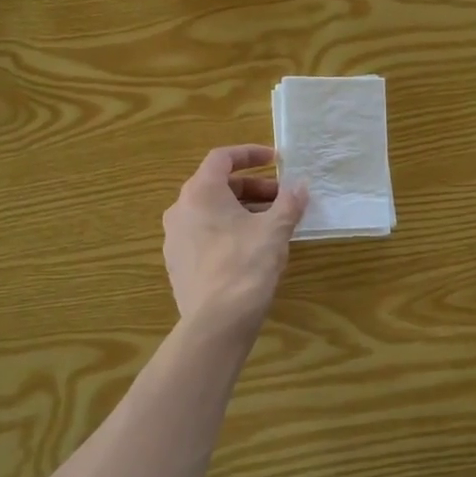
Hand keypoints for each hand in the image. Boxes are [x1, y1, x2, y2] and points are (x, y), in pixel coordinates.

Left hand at [163, 145, 307, 335]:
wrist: (216, 322)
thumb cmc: (246, 265)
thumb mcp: (275, 230)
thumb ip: (289, 203)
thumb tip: (300, 186)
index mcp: (200, 192)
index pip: (222, 158)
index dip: (250, 154)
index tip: (275, 160)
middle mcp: (180, 209)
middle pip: (217, 186)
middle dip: (252, 188)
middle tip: (281, 199)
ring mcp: (175, 238)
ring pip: (210, 212)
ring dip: (241, 210)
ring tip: (270, 224)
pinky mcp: (177, 263)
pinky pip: (204, 235)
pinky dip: (227, 231)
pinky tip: (250, 249)